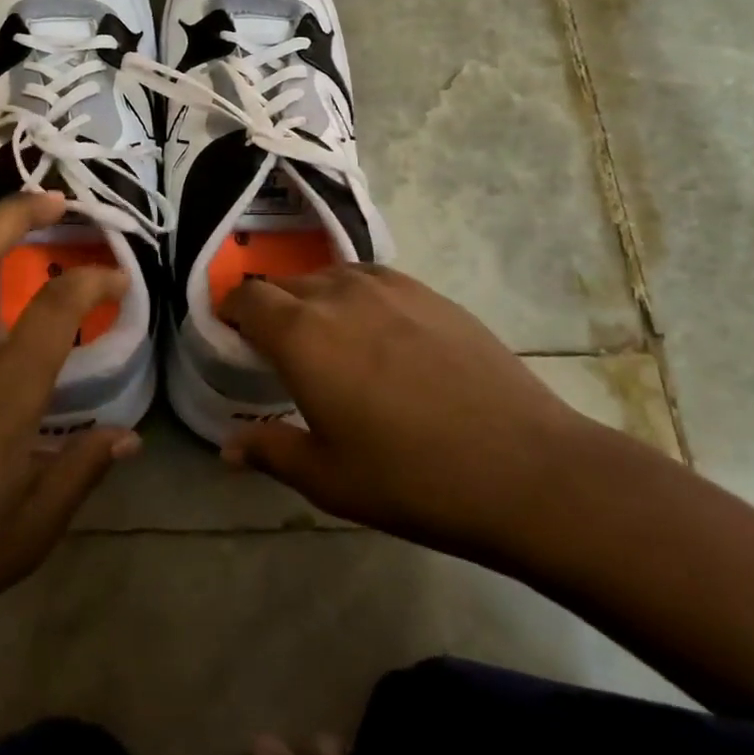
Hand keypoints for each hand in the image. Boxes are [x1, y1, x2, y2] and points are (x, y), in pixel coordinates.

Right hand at [219, 264, 587, 564]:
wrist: (524, 467)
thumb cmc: (411, 478)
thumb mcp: (327, 477)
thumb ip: (270, 451)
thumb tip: (229, 446)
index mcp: (301, 334)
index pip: (247, 296)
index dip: (230, 309)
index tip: (231, 333)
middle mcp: (338, 295)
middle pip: (285, 283)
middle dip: (270, 307)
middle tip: (277, 347)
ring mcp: (389, 288)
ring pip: (330, 276)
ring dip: (313, 298)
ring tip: (325, 335)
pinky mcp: (430, 293)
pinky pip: (374, 279)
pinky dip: (356, 295)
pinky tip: (376, 330)